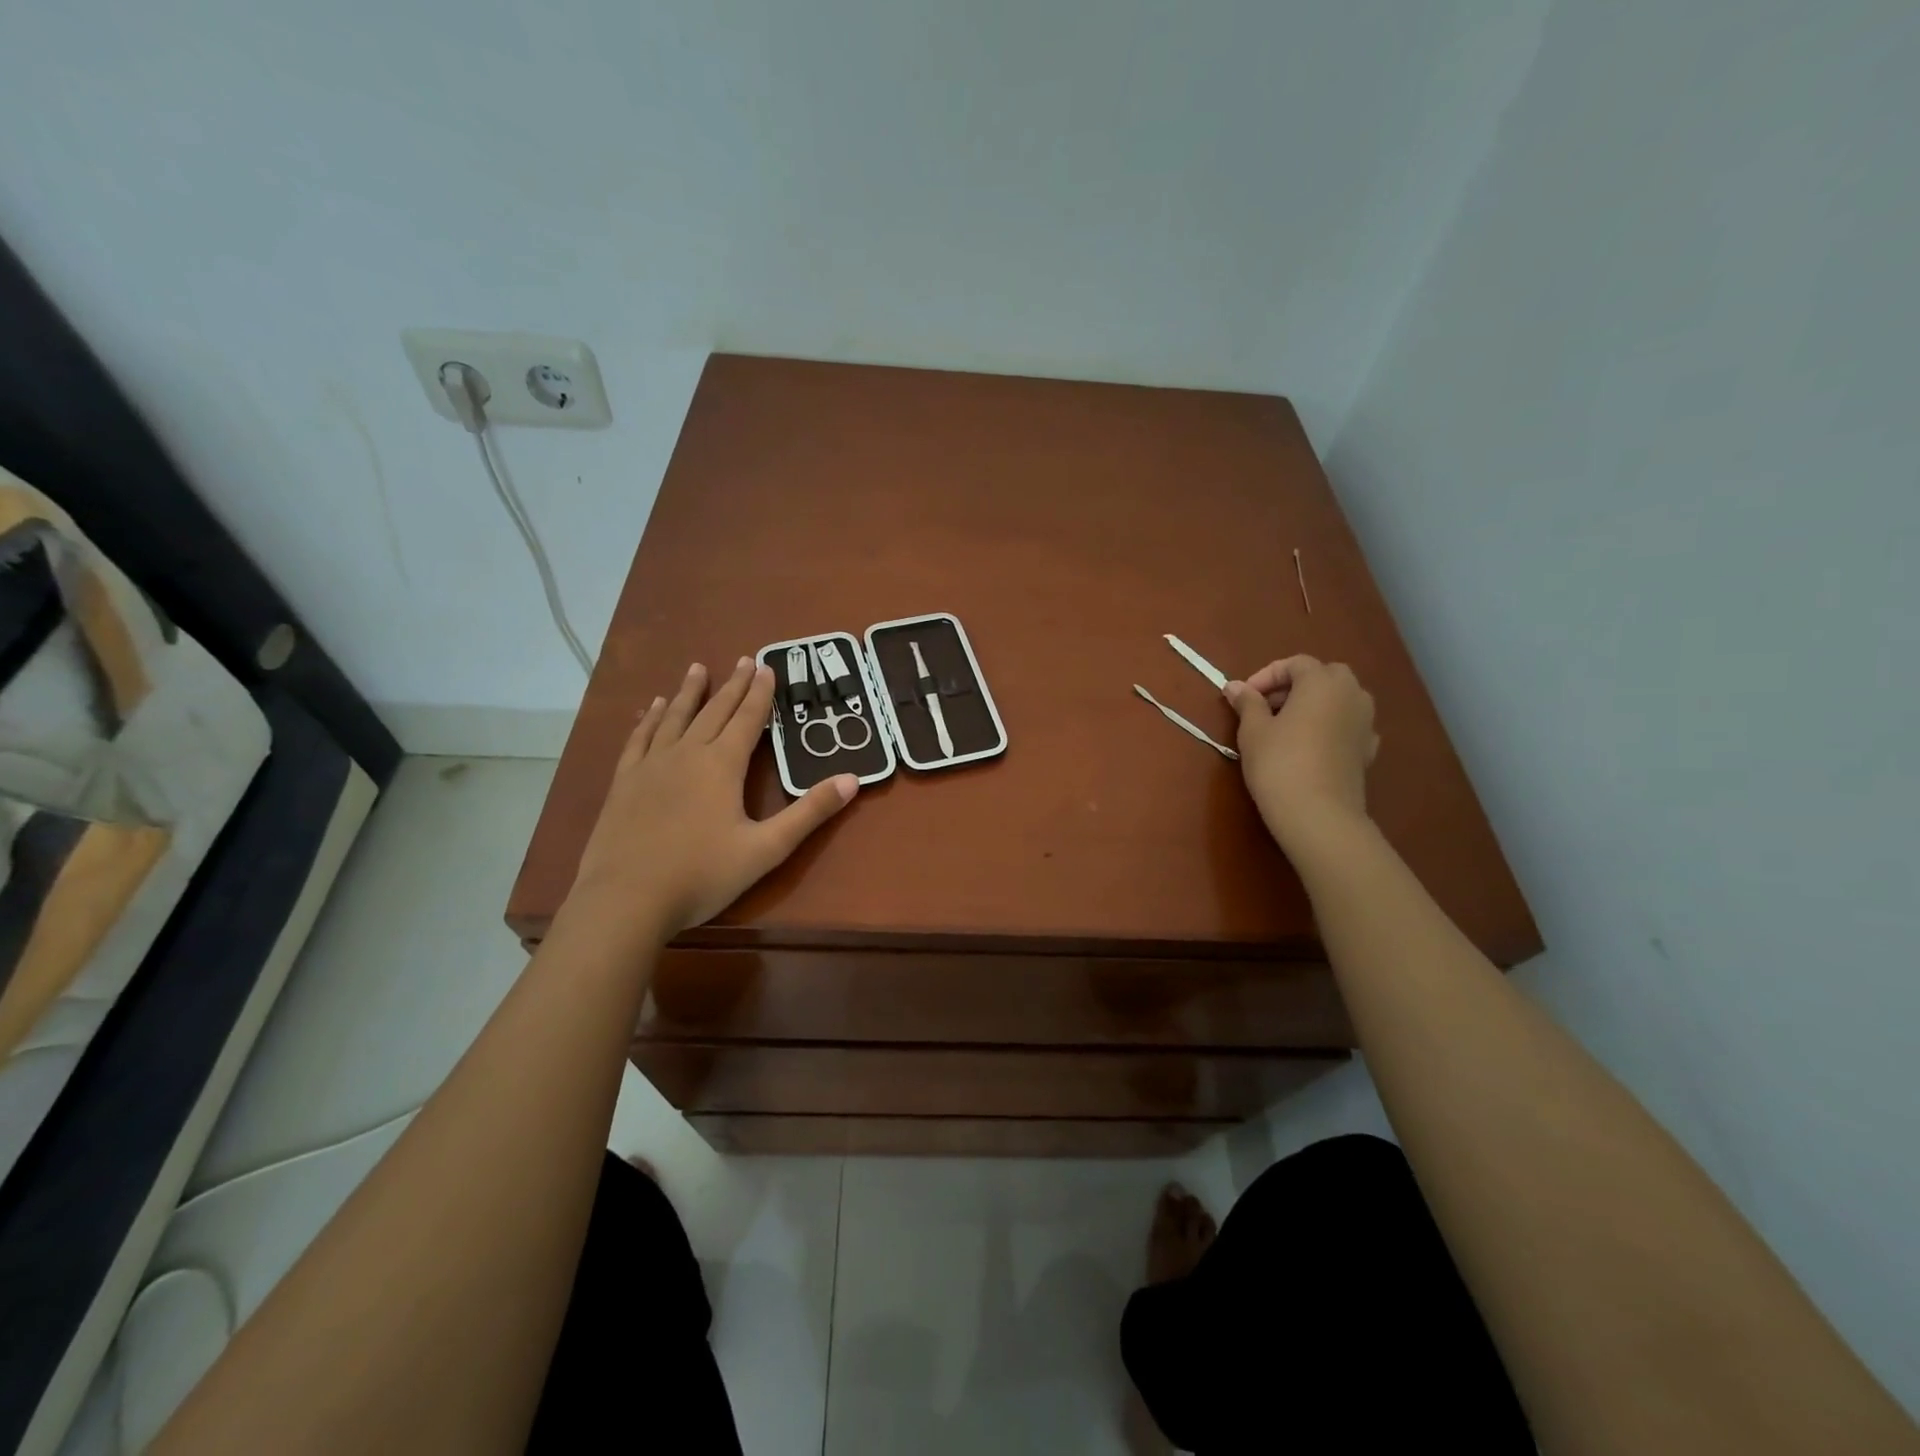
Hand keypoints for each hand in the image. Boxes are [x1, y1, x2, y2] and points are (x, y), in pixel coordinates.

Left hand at [565, 658, 857, 941]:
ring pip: (674, 718)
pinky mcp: (624, 782)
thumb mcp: (766, 848)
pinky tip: (651, 709)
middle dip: (732, 686)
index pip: (747, 719)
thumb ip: (809, 813)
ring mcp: (651, 766)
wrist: (626, 899)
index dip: (760, 693)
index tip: (767, 666)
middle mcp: (687, 754)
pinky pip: (639, 739)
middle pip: (714, 711)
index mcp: (722, 765)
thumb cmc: (702, 874)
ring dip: (688, 692)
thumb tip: (852, 779)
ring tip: (697, 668)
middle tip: (743, 660)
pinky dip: (648, 719)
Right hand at [1224, 655, 1378, 852]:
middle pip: (1323, 676)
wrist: (1318, 814)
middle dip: (1294, 686)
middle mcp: (1352, 693)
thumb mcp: (1253, 731)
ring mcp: (1366, 722)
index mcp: (1322, 682)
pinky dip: (1328, 726)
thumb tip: (1235, 687)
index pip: (1294, 664)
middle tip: (1265, 707)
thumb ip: (1247, 703)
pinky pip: (1347, 725)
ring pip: (1338, 700)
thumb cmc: (1279, 763)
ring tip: (1285, 727)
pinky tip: (1309, 746)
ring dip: (1313, 705)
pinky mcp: (1368, 749)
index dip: (1266, 676)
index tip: (1243, 697)